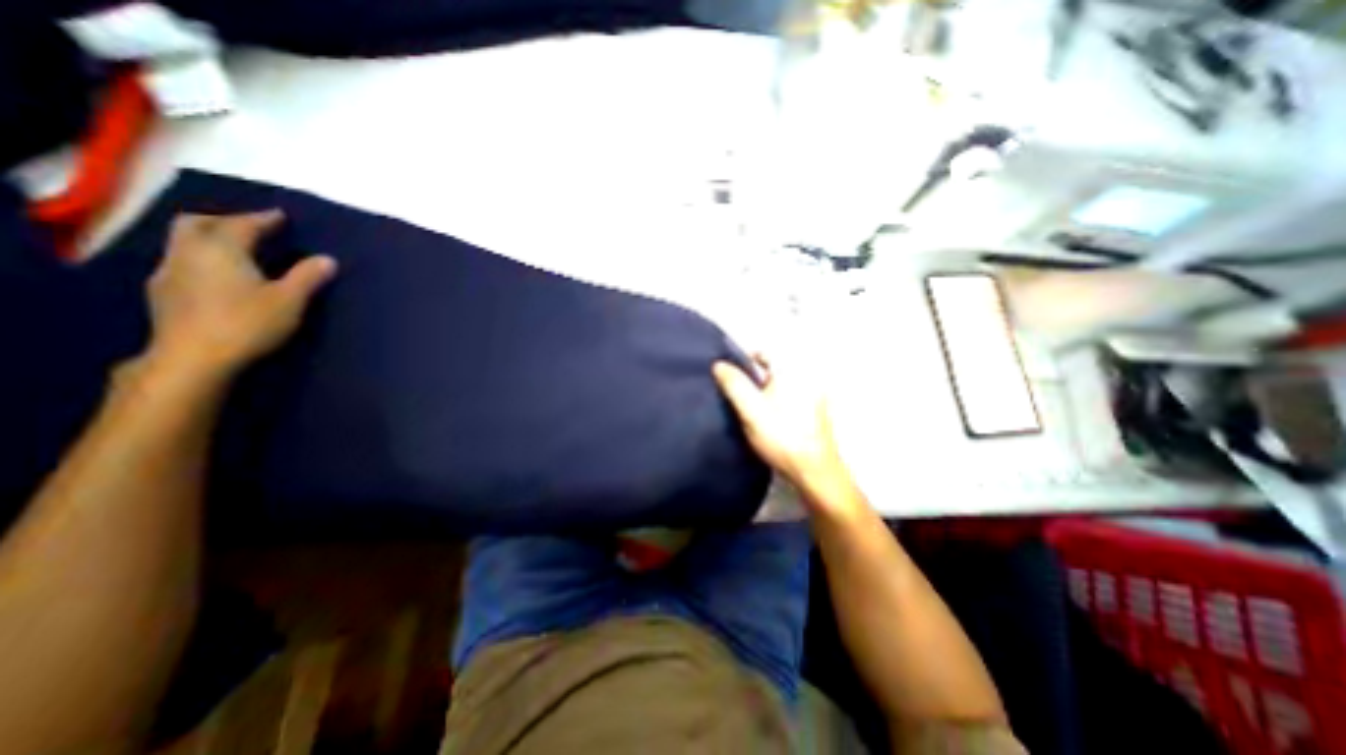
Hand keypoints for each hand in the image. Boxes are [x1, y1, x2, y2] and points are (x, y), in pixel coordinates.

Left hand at [141, 211, 335, 378]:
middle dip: (224, 219)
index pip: (241, 225)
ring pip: (184, 241)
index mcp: (221, 250)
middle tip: (250, 226)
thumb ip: (308, 277)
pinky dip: (201, 256)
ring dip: (208, 237)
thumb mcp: (289, 300)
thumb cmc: (248, 323)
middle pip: (197, 223)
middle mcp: (188, 252)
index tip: (280, 216)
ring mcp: (169, 272)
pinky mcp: (163, 292)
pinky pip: (181, 260)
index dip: (262, 219)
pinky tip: (215, 272)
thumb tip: (327, 259)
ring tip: (234, 247)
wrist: (194, 357)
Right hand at [714, 354, 849, 501]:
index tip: (729, 377)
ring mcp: (813, 394)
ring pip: (779, 384)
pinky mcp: (814, 411)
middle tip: (736, 396)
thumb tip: (718, 364)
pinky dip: (774, 402)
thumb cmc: (781, 436)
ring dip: (762, 392)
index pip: (763, 352)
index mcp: (792, 370)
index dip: (743, 360)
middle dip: (752, 378)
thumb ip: (733, 384)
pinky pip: (788, 397)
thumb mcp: (751, 409)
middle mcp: (806, 376)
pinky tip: (766, 420)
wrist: (813, 471)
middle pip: (771, 368)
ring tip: (747, 409)